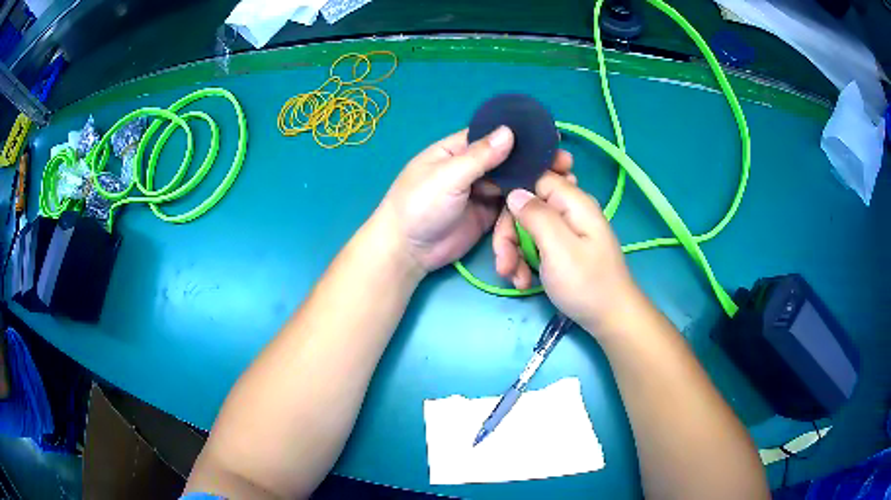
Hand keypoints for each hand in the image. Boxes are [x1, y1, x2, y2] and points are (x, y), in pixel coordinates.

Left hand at [378, 127, 571, 271]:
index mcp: (457, 150)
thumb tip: (508, 132)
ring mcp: (481, 191)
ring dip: (535, 182)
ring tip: (563, 182)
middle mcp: (472, 167)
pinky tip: (545, 202)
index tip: (551, 138)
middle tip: (565, 164)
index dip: (522, 136)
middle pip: (509, 160)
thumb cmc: (418, 206)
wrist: (407, 251)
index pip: (493, 136)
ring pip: (513, 183)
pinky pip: (510, 206)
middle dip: (535, 161)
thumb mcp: (446, 177)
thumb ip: (478, 157)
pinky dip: (526, 204)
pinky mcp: (487, 214)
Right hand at [496, 173, 642, 335]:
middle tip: (504, 264)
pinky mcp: (562, 249)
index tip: (502, 221)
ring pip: (527, 228)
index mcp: (573, 202)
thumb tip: (514, 192)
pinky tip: (524, 281)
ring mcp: (566, 231)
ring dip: (515, 253)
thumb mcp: (559, 248)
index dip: (514, 196)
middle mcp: (569, 210)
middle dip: (510, 234)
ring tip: (515, 278)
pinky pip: (536, 245)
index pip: (535, 179)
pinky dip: (525, 262)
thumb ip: (536, 216)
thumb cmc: (586, 284)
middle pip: (527, 206)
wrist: (610, 318)